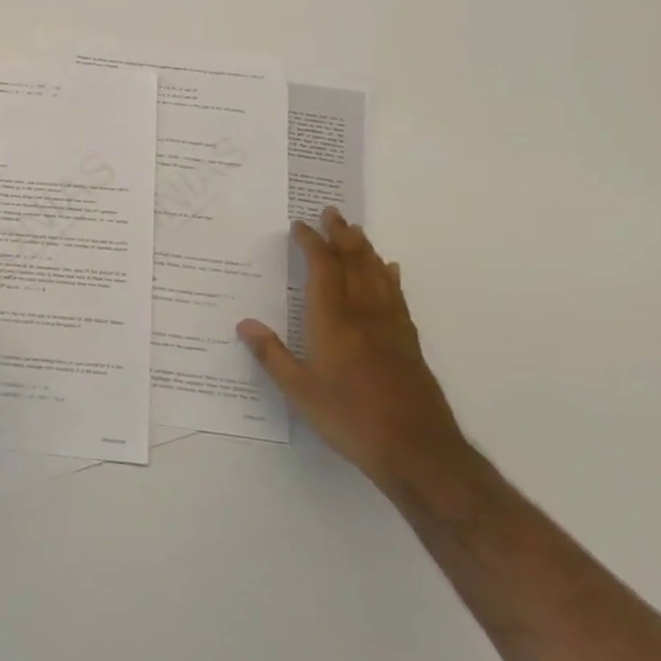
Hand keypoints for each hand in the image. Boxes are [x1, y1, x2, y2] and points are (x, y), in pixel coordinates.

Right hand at [238, 208, 466, 492]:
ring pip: (377, 274)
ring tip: (355, 230)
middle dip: (340, 235)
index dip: (311, 243)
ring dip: (365, 248)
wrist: (416, 449)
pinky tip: (390, 270)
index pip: (322, 268)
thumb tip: (244, 324)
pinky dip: (390, 276)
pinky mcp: (408, 341)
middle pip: (354, 262)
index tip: (299, 225)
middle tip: (331, 212)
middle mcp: (363, 313)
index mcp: (333, 320)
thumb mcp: (299, 391)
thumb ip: (272, 355)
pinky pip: (397, 296)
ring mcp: (390, 326)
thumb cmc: (350, 417)